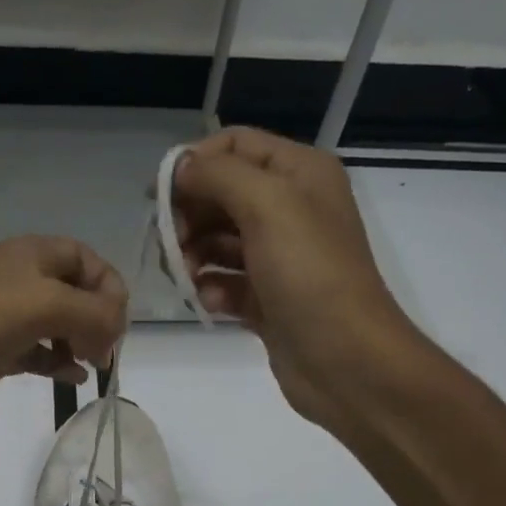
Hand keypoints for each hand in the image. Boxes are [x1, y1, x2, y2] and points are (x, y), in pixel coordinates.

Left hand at [0, 236, 128, 433]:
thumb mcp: (46, 305)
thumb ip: (95, 312)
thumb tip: (115, 332)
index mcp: (33, 255)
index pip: (88, 260)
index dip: (109, 287)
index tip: (117, 322)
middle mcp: (22, 281)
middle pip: (77, 293)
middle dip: (99, 318)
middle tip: (105, 349)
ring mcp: (8, 318)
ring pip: (59, 325)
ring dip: (82, 342)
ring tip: (92, 365)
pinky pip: (40, 353)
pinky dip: (59, 364)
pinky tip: (73, 380)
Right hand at [172, 126, 423, 428]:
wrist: (345, 359)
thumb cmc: (309, 273)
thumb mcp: (268, 205)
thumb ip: (218, 175)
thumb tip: (180, 169)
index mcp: (299, 173)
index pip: (234, 146)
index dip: (194, 164)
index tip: (160, 197)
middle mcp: (290, 208)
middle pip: (220, 194)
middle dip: (189, 215)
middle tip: (171, 243)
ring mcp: (278, 257)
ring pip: (217, 241)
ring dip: (193, 255)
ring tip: (186, 277)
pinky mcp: (267, 298)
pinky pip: (225, 283)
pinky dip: (211, 290)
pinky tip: (209, 303)